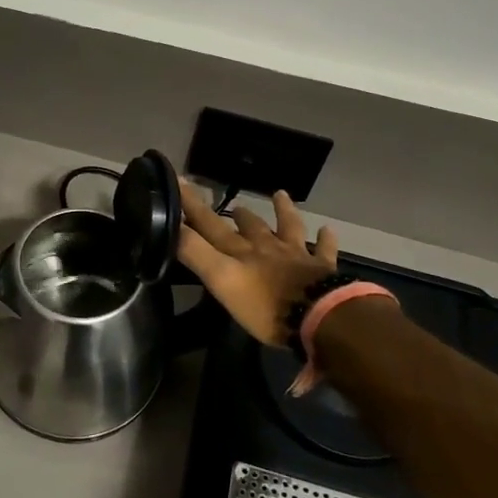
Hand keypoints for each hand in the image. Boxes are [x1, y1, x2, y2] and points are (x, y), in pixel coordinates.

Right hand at [177, 181, 338, 345]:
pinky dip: (325, 239)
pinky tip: (327, 230)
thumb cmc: (264, 305)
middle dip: (238, 216)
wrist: (318, 316)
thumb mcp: (221, 280)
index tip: (179, 181)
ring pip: (288, 228)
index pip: (210, 225)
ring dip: (283, 211)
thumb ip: (196, 253)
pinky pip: (324, 250)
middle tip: (234, 206)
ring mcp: (297, 256)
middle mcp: (267, 247)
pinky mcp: (322, 269)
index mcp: (240, 252)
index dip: (193, 205)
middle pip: (250, 226)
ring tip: (280, 194)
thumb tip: (170, 226)